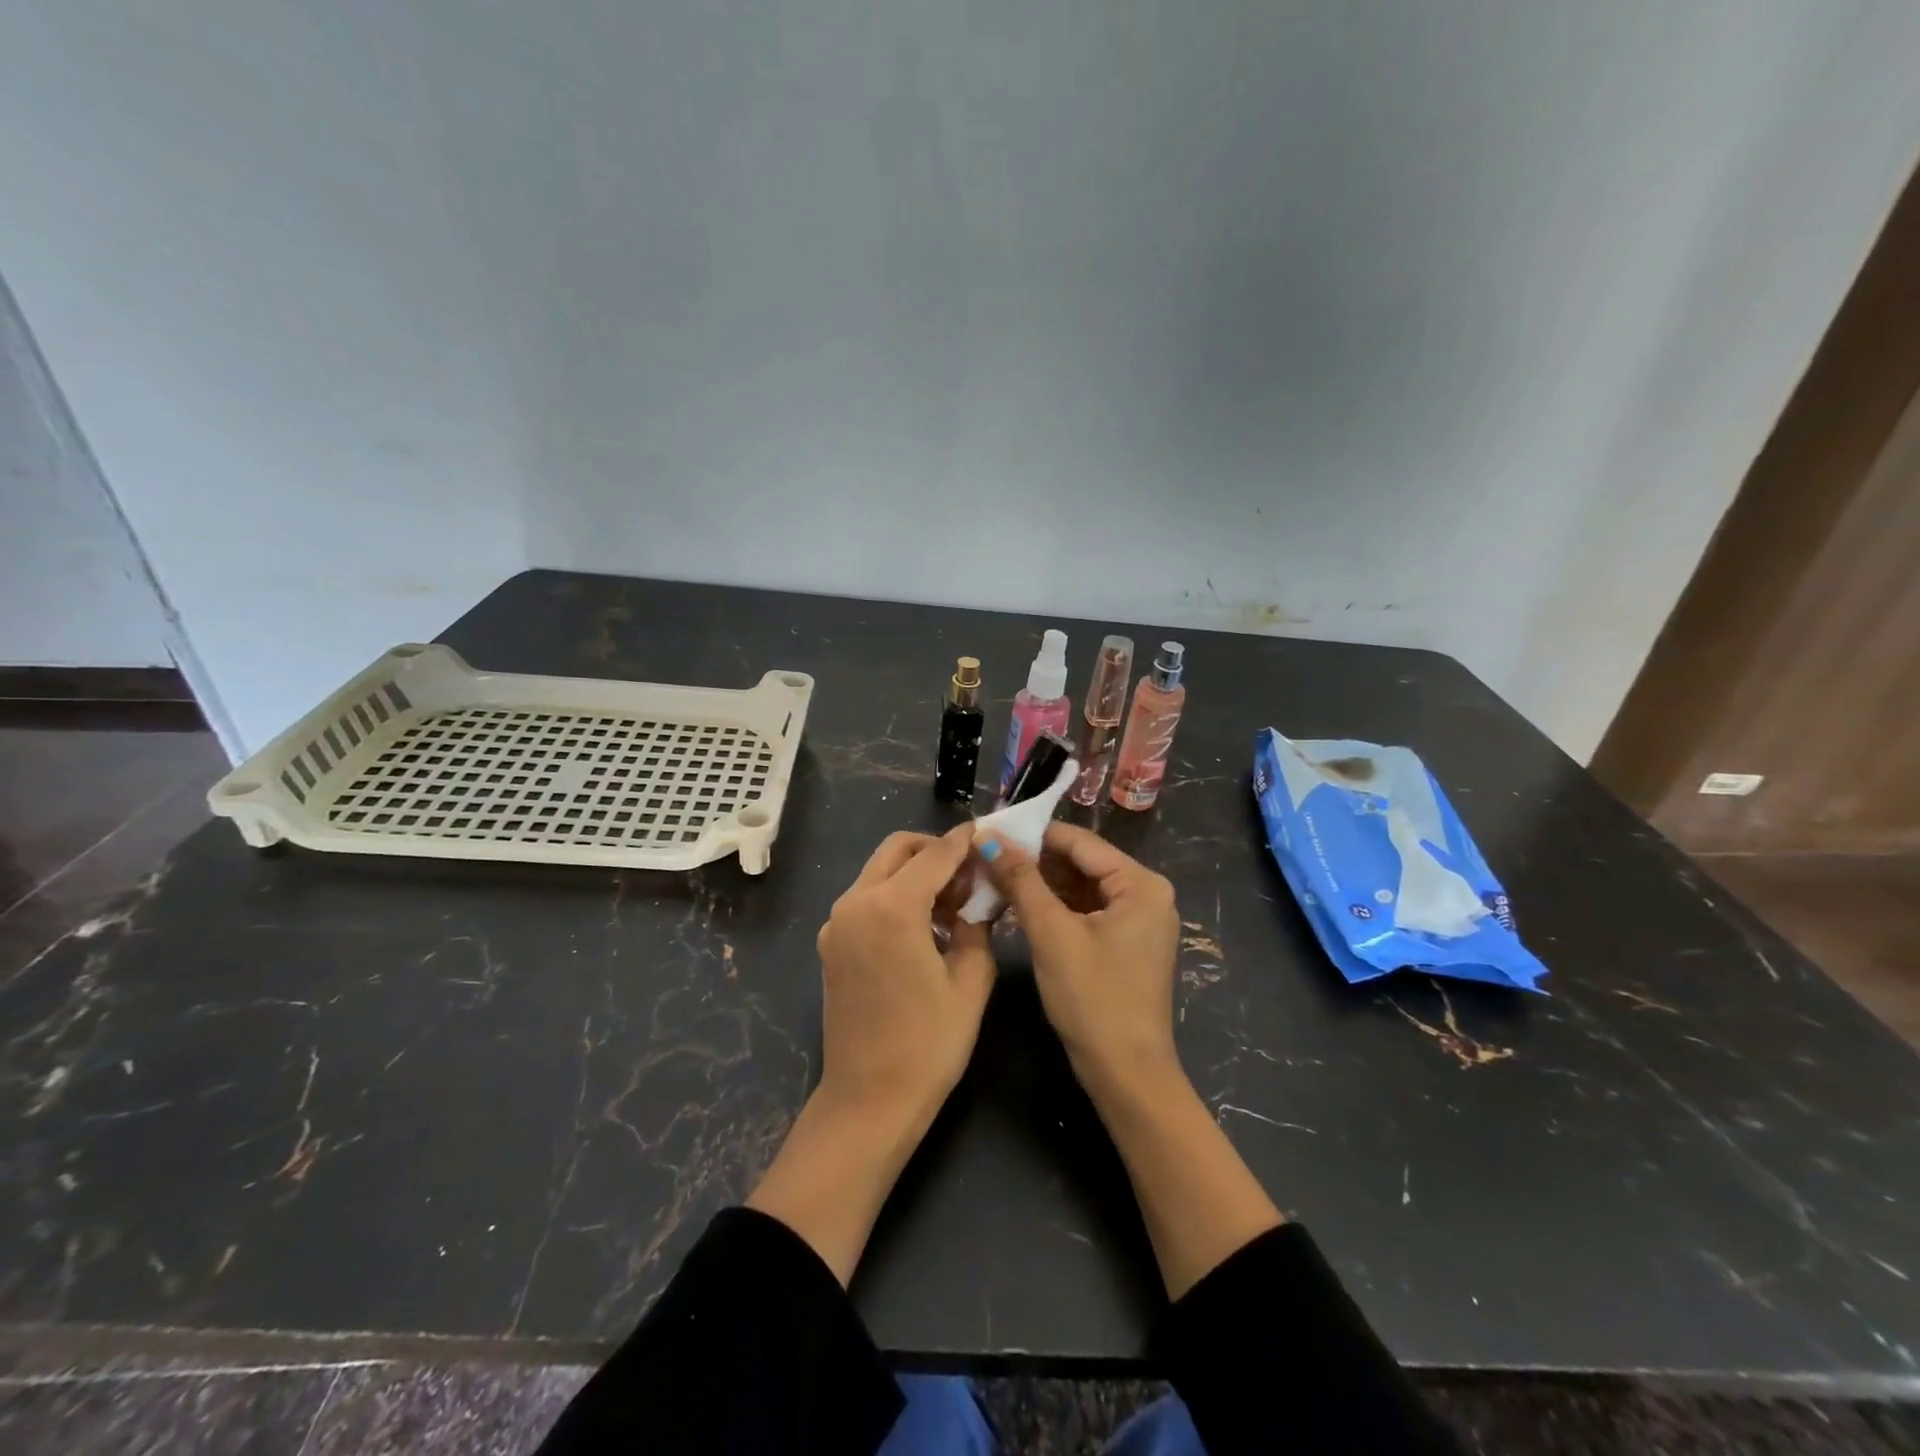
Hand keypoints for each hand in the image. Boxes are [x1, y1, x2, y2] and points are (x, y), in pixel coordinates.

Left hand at [815, 825, 996, 1127]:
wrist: (868, 1101)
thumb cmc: (929, 1044)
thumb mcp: (971, 982)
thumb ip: (978, 927)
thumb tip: (979, 901)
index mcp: (892, 908)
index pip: (935, 855)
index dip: (963, 841)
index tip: (986, 832)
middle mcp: (856, 903)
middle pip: (897, 850)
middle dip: (934, 850)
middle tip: (969, 873)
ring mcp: (836, 923)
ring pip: (879, 872)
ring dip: (914, 873)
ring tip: (953, 903)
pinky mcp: (831, 944)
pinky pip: (866, 900)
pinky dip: (895, 896)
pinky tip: (925, 926)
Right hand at [981, 823, 1281, 1298]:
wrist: (1126, 1075)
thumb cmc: (1092, 998)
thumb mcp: (1052, 934)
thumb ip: (1021, 880)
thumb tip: (988, 836)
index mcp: (1141, 884)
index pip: (1079, 841)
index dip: (1032, 834)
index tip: (989, 831)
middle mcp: (1146, 893)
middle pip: (1081, 862)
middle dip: (1034, 859)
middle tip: (985, 855)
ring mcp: (1137, 920)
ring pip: (1080, 886)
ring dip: (1041, 883)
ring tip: (993, 876)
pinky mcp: (1124, 943)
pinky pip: (1085, 910)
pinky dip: (1054, 906)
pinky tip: (1018, 904)